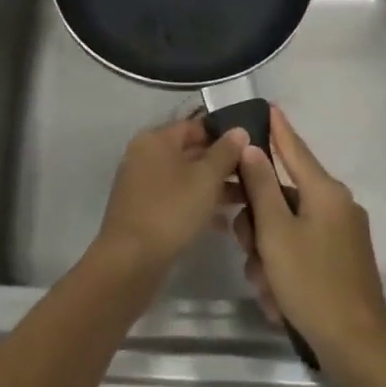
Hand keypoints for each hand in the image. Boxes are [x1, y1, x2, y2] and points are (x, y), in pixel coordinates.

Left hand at [96, 115, 248, 276]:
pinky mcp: (144, 211)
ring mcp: (142, 185)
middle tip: (254, 177)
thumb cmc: (171, 210)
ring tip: (246, 201)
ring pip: (185, 179)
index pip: (195, 126)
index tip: (252, 148)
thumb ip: (225, 152)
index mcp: (155, 140)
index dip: (224, 135)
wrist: (131, 260)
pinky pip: (176, 199)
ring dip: (214, 188)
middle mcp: (145, 156)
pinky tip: (223, 225)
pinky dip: (197, 206)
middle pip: (190, 152)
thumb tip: (238, 130)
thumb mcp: (206, 178)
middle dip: (222, 165)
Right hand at [232, 106, 385, 376]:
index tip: (269, 106)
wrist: (355, 345)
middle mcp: (337, 207)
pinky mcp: (341, 261)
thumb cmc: (311, 282)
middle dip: (258, 224)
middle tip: (247, 249)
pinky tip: (277, 299)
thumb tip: (253, 148)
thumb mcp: (276, 233)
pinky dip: (284, 270)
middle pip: (282, 198)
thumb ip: (261, 187)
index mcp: (325, 192)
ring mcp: (342, 235)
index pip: (295, 150)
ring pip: (287, 230)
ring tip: (265, 287)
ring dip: (267, 255)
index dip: (279, 130)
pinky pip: (300, 251)